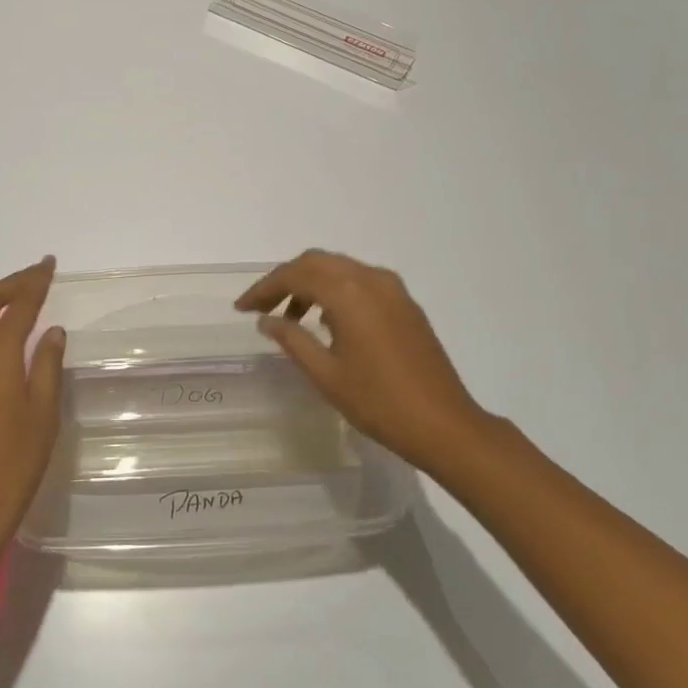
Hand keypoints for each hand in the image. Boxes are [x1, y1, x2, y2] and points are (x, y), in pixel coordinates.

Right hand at [236, 250, 486, 475]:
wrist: (445, 425)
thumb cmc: (379, 403)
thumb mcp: (326, 374)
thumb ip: (292, 339)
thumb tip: (267, 319)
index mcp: (349, 293)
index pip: (295, 275)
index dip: (264, 288)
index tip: (242, 308)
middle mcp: (371, 279)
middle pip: (317, 262)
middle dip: (285, 279)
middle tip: (262, 307)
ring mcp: (393, 289)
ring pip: (340, 268)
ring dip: (311, 283)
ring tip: (291, 318)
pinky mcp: (406, 303)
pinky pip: (361, 281)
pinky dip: (336, 290)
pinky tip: (327, 321)